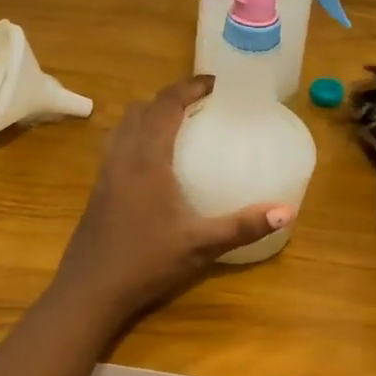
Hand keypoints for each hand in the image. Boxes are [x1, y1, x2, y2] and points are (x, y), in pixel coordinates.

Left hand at [47, 75, 289, 329]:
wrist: (89, 291)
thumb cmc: (145, 262)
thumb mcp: (200, 245)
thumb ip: (242, 226)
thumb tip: (286, 211)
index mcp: (147, 159)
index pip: (165, 105)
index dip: (189, 88)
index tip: (214, 84)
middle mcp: (123, 157)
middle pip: (142, 109)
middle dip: (170, 98)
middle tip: (201, 104)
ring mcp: (106, 173)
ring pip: (124, 125)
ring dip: (149, 114)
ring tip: (178, 124)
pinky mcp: (98, 189)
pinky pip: (117, 145)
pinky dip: (136, 135)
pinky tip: (154, 161)